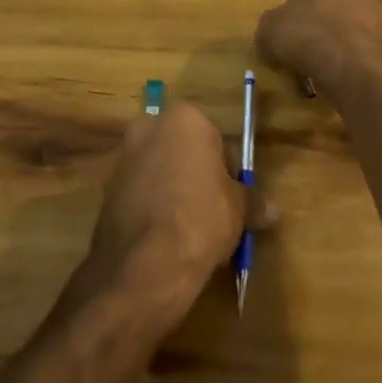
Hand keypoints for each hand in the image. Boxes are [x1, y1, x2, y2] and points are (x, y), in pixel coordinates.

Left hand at [72, 105, 251, 334]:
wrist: (144, 263)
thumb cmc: (200, 218)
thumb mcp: (238, 210)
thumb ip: (254, 202)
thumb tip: (274, 210)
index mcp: (185, 118)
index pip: (215, 141)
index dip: (227, 172)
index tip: (232, 200)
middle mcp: (150, 126)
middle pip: (183, 150)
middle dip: (196, 176)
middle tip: (211, 213)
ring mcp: (124, 155)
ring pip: (160, 170)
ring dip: (173, 191)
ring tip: (188, 230)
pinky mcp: (107, 187)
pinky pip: (140, 192)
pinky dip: (151, 207)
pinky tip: (163, 237)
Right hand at [255, 0, 381, 105]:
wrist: (356, 69)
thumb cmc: (307, 36)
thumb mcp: (269, 31)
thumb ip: (270, 26)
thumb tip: (271, 32)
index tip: (290, 22)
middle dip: (324, 13)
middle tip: (308, 40)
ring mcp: (379, 7)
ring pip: (354, 19)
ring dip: (343, 35)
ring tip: (325, 64)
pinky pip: (368, 43)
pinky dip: (357, 55)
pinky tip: (344, 75)